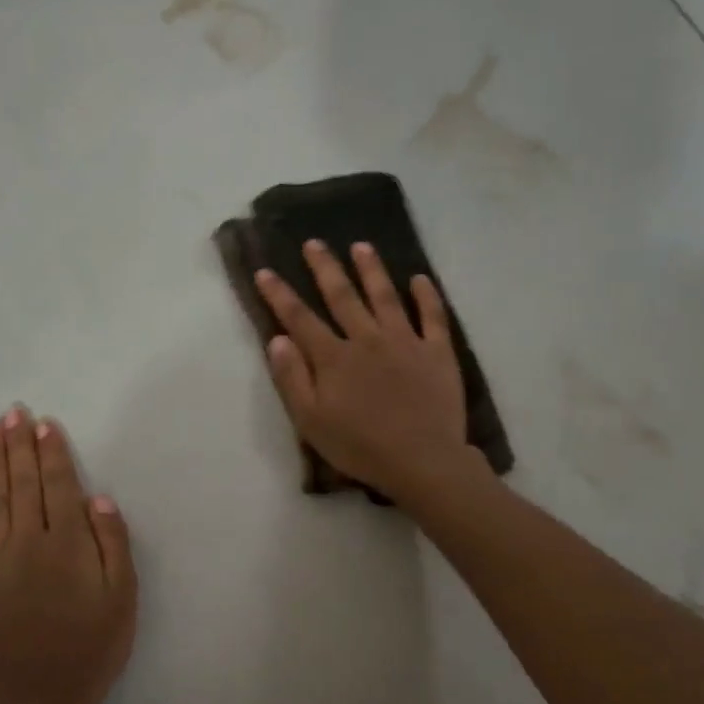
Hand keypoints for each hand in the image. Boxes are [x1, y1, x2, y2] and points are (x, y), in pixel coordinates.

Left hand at [0, 407, 136, 703]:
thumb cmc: (90, 651)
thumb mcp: (122, 600)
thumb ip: (113, 546)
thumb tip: (98, 499)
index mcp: (67, 544)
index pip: (59, 486)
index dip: (53, 452)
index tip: (44, 422)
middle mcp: (27, 544)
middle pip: (23, 485)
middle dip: (19, 446)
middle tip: (12, 412)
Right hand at [253, 240, 469, 502]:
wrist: (422, 460)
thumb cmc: (360, 447)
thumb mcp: (311, 421)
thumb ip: (292, 378)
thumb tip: (277, 339)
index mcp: (334, 358)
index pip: (300, 318)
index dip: (280, 294)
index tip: (265, 270)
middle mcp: (368, 339)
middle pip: (343, 296)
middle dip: (325, 268)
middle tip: (314, 242)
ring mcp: (406, 342)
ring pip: (386, 296)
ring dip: (372, 269)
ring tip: (361, 246)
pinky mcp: (438, 352)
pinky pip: (433, 317)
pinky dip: (426, 296)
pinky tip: (419, 279)